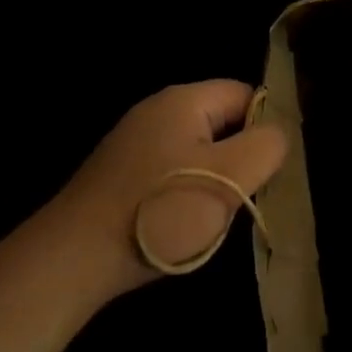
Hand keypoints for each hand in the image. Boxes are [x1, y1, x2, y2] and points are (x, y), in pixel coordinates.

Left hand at [50, 81, 285, 299]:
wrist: (73, 258)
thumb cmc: (160, 211)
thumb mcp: (228, 179)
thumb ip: (265, 147)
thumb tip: (278, 133)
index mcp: (184, 99)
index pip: (244, 93)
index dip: (266, 126)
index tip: (273, 167)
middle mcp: (157, 108)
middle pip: (219, 120)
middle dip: (239, 155)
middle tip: (247, 195)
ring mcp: (134, 140)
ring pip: (195, 149)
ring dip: (211, 177)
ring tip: (215, 217)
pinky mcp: (119, 172)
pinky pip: (169, 169)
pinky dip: (183, 191)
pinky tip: (180, 225)